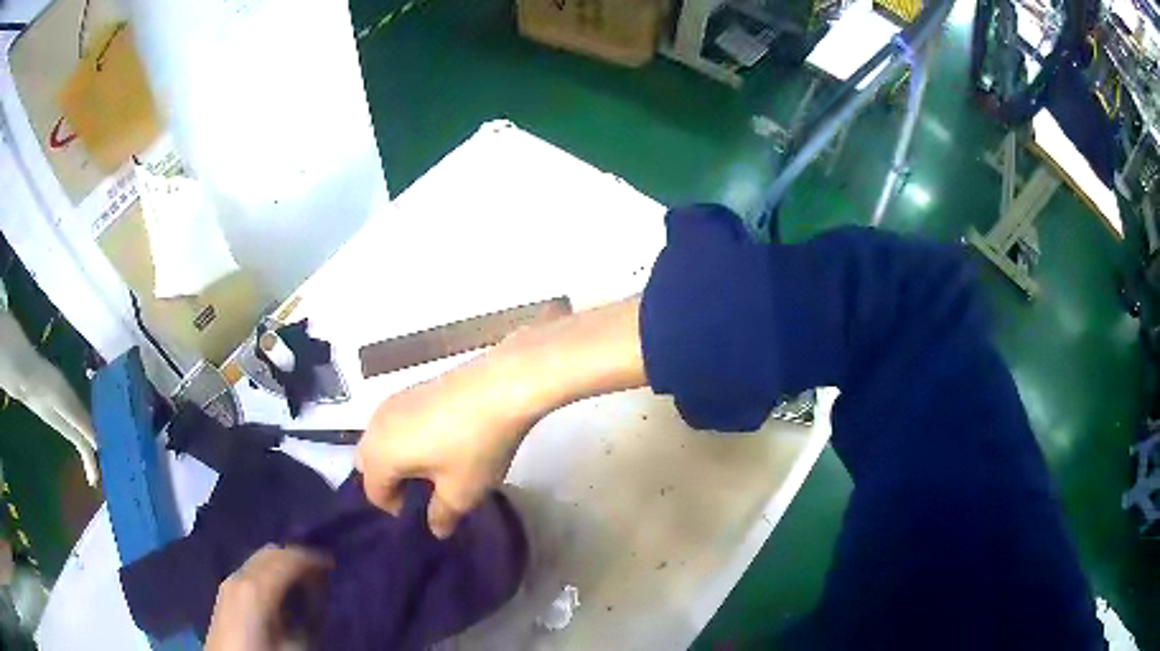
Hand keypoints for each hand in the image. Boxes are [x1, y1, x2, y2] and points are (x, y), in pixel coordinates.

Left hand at [205, 545, 331, 650]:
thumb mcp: (295, 645)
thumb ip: (308, 618)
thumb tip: (319, 598)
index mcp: (257, 587)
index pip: (288, 558)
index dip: (313, 557)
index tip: (333, 563)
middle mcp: (240, 575)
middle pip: (271, 552)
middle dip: (296, 556)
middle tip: (320, 571)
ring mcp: (228, 581)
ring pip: (258, 559)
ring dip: (281, 563)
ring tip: (303, 579)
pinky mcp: (225, 591)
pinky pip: (250, 570)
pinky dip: (268, 571)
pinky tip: (279, 589)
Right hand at [356, 353, 536, 538]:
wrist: (500, 385)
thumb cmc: (474, 445)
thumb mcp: (462, 491)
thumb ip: (442, 515)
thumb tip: (435, 528)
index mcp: (379, 454)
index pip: (373, 492)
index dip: (395, 509)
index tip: (425, 512)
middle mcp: (376, 425)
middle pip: (368, 462)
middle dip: (390, 481)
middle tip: (425, 491)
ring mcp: (393, 401)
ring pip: (381, 439)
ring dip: (398, 457)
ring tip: (435, 467)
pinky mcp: (412, 387)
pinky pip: (397, 421)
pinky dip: (407, 436)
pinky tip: (442, 440)